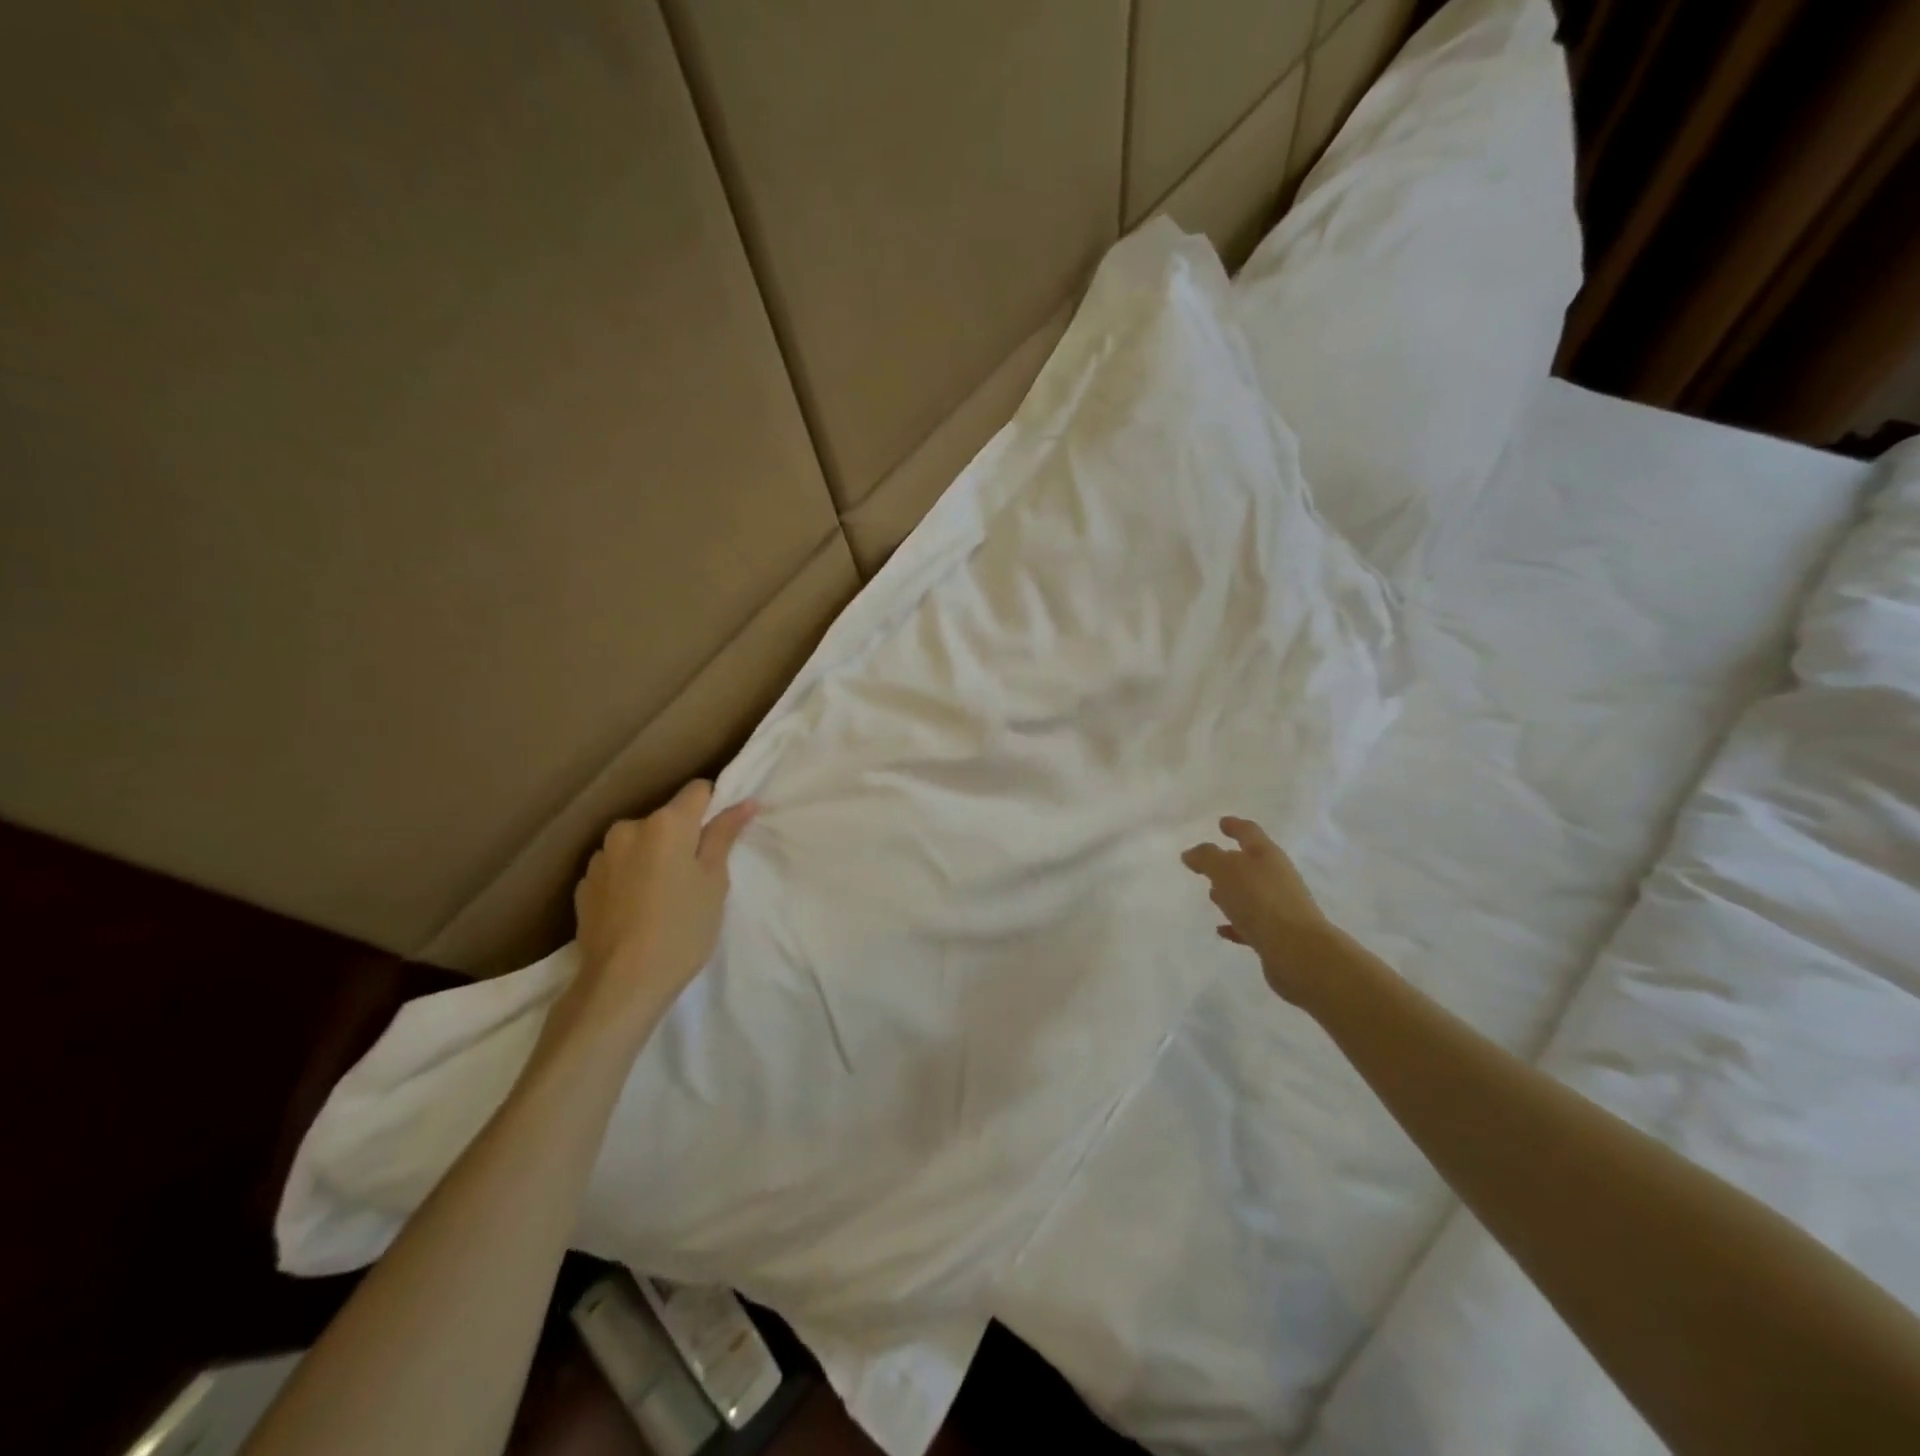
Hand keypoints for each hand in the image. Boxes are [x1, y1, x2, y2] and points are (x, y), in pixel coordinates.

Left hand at [561, 781, 756, 1041]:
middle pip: (667, 819)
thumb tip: (745, 802)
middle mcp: (629, 828)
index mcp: (666, 823)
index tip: (721, 839)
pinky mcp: (584, 883)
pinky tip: (637, 911)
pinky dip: (630, 878)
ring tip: (663, 897)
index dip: (715, 808)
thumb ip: (724, 836)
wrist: (621, 984)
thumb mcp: (714, 882)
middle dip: (682, 838)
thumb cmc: (682, 929)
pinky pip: (617, 867)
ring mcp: (601, 856)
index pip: (698, 791)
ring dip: (653, 857)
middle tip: (696, 878)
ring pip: (640, 843)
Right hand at [1182, 816, 1336, 1004]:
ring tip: (1212, 894)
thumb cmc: (1259, 900)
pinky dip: (1236, 922)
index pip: (1249, 833)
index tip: (1222, 823)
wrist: (1298, 951)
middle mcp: (1277, 877)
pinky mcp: (1278, 935)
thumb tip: (1191, 853)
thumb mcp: (1225, 870)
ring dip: (1233, 892)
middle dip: (1231, 862)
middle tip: (1209, 863)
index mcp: (1266, 855)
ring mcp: (1280, 906)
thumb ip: (1206, 858)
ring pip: (1251, 893)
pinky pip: (1251, 923)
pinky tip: (1222, 929)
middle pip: (1251, 863)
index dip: (1235, 826)